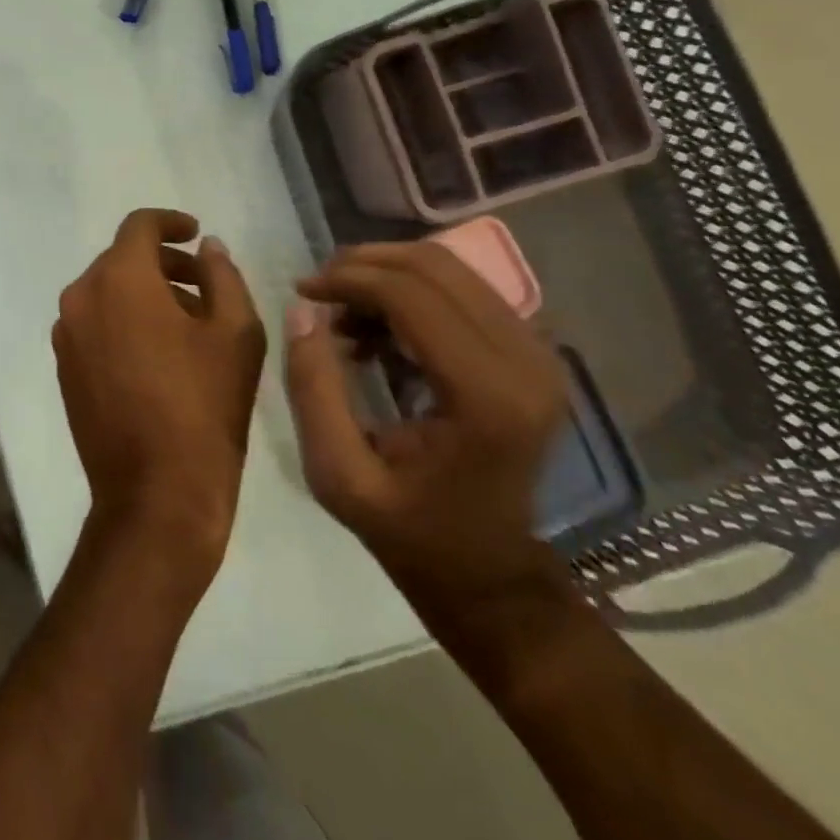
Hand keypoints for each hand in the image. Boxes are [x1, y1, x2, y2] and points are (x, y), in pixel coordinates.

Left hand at [53, 209, 265, 589]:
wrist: (156, 494)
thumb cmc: (204, 406)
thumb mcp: (236, 333)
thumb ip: (223, 276)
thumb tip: (206, 248)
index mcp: (119, 278)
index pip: (139, 226)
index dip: (170, 222)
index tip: (195, 233)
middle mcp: (80, 296)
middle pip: (121, 259)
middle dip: (163, 264)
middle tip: (204, 285)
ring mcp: (66, 334)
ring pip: (106, 292)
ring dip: (144, 293)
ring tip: (188, 323)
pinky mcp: (63, 366)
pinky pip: (94, 324)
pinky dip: (123, 321)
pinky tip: (158, 353)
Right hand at [283, 241, 568, 612]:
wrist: (488, 574)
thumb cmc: (410, 532)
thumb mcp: (337, 473)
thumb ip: (313, 388)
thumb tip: (301, 309)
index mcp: (484, 397)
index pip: (410, 295)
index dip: (348, 279)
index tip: (302, 290)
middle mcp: (526, 363)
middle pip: (436, 267)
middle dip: (364, 265)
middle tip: (318, 291)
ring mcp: (539, 355)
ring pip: (451, 269)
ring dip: (386, 276)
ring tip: (343, 315)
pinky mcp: (533, 354)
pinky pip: (464, 290)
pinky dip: (411, 293)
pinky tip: (378, 329)